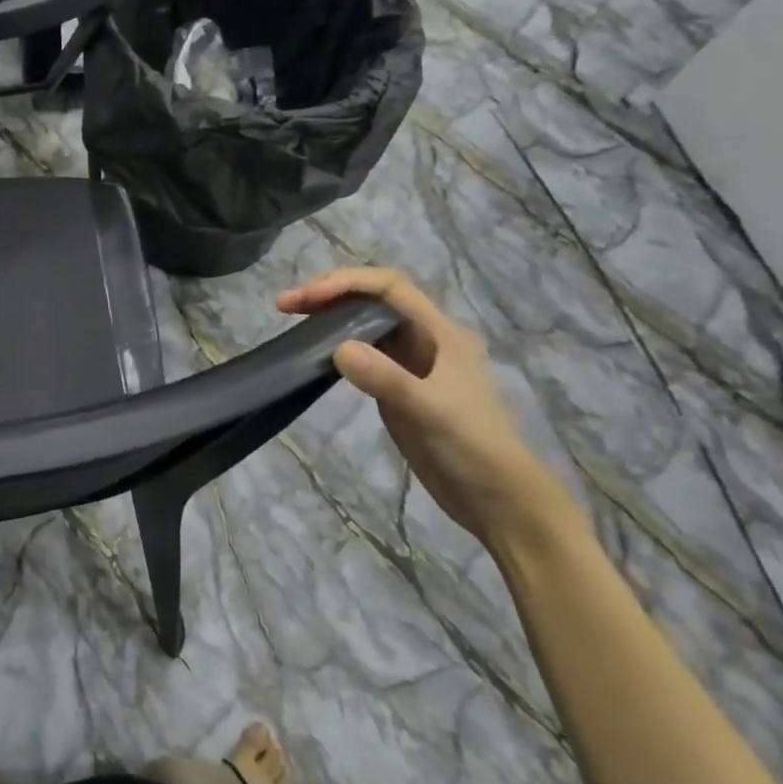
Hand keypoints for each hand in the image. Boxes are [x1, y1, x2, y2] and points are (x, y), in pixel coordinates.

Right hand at [277, 268, 579, 551]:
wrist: (497, 501)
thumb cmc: (473, 449)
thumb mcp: (431, 411)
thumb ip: (386, 378)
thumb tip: (337, 348)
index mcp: (440, 332)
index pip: (388, 287)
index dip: (345, 282)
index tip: (306, 297)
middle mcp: (425, 339)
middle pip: (372, 298)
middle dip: (329, 293)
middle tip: (285, 304)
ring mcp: (410, 363)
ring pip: (364, 322)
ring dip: (328, 314)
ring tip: (291, 317)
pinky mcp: (396, 386)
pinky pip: (360, 351)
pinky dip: (333, 342)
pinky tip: (312, 351)